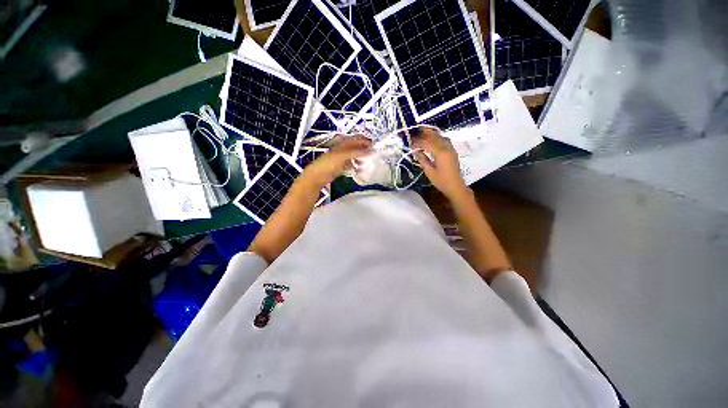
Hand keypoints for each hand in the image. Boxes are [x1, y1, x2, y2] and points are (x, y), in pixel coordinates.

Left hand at [301, 137, 371, 188]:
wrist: (316, 177)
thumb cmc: (327, 165)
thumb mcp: (342, 156)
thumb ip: (355, 152)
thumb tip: (369, 150)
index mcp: (340, 146)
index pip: (354, 141)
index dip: (363, 141)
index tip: (372, 144)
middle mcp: (340, 152)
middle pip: (353, 149)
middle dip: (362, 149)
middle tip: (372, 152)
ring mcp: (339, 161)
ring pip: (352, 157)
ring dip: (359, 158)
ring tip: (368, 160)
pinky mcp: (339, 169)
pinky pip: (349, 166)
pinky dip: (354, 166)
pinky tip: (359, 169)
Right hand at [412, 127, 468, 199]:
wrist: (455, 186)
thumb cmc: (441, 181)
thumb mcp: (429, 171)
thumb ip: (422, 159)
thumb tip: (415, 151)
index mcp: (440, 153)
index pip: (426, 143)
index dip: (417, 143)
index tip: (410, 144)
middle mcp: (447, 148)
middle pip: (434, 136)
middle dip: (424, 133)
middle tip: (414, 132)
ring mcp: (451, 149)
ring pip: (440, 136)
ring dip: (431, 134)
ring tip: (422, 132)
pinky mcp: (452, 151)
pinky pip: (444, 140)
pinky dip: (437, 137)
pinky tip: (432, 139)